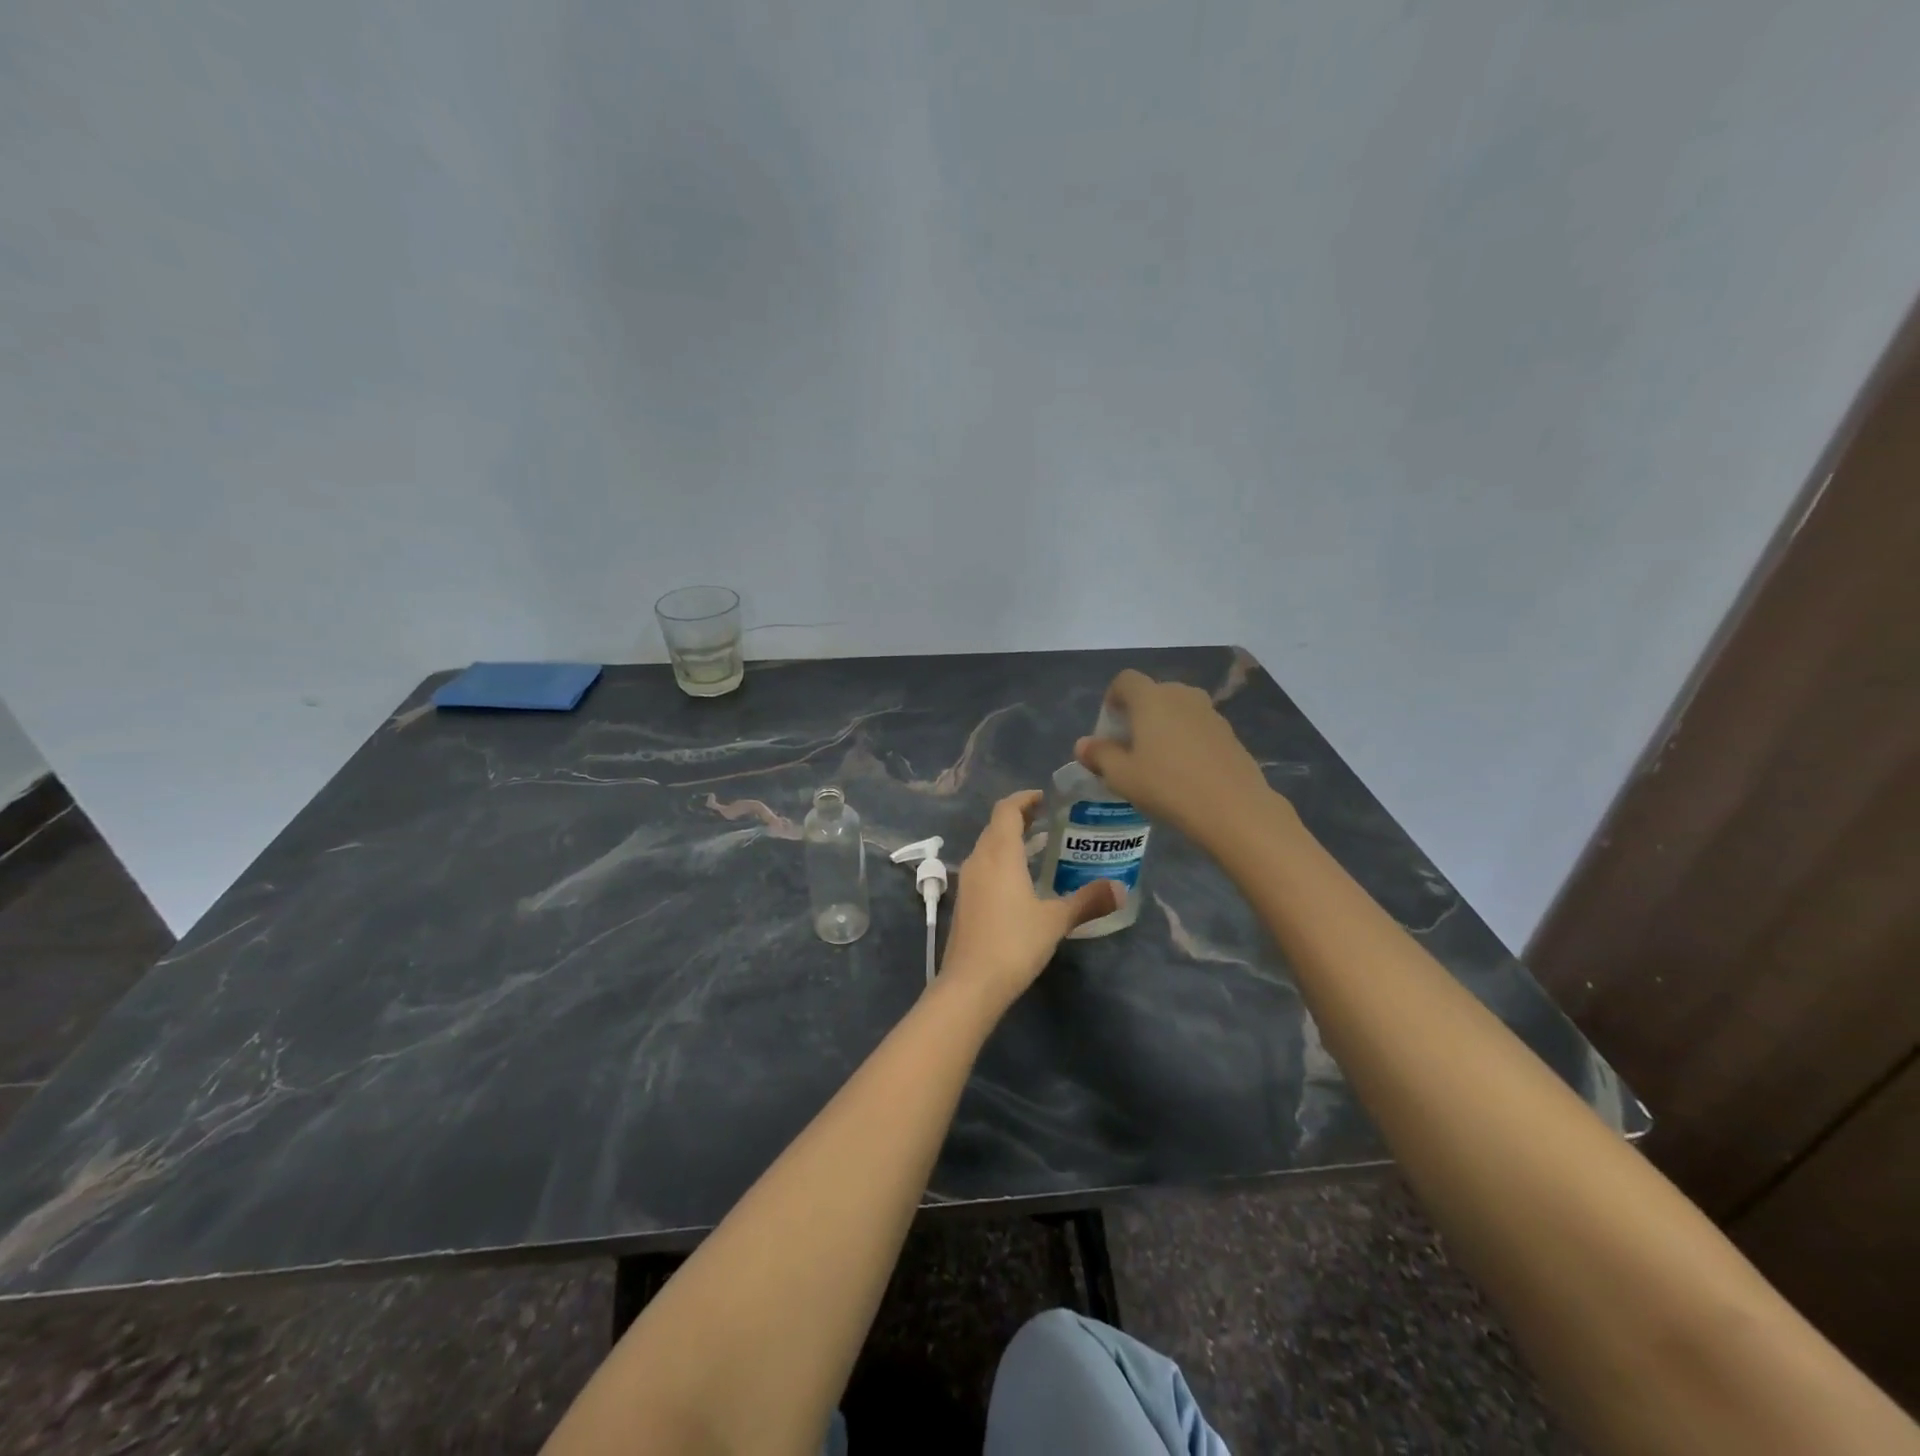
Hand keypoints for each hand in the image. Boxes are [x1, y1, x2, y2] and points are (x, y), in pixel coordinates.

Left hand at [940, 790, 1120, 1008]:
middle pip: (996, 825)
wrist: (970, 983)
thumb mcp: (1056, 920)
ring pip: (987, 847)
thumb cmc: (1014, 942)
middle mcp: (979, 859)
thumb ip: (1088, 900)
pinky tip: (1021, 881)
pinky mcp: (964, 901)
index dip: (1025, 798)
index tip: (1047, 799)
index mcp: (999, 853)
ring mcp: (968, 881)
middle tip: (1050, 821)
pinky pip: (983, 867)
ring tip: (1039, 847)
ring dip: (1009, 840)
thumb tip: (1121, 889)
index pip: (1007, 809)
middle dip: (1020, 818)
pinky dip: (1001, 861)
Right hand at [1075, 670, 1278, 841]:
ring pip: (1177, 710)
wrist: (1233, 808)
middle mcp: (1181, 695)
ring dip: (1163, 727)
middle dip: (1137, 715)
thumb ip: (1099, 755)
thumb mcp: (1121, 776)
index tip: (1109, 728)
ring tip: (1157, 762)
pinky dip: (1186, 740)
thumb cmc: (1167, 786)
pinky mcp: (1229, 733)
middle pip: (1152, 694)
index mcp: (1151, 699)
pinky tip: (1185, 773)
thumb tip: (1083, 745)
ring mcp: (1210, 713)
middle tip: (1130, 748)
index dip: (1113, 698)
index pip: (1125, 680)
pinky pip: (1197, 727)